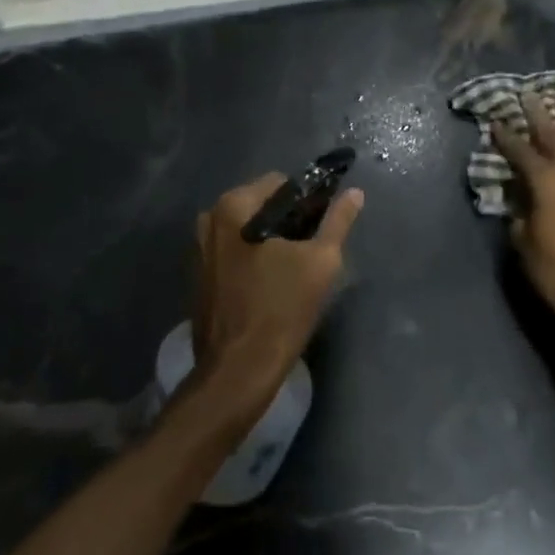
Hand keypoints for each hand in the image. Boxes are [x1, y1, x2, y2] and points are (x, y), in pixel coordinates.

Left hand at [191, 174, 363, 423]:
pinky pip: (233, 252)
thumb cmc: (280, 310)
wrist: (238, 371)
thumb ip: (338, 221)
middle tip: (310, 250)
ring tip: (294, 269)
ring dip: (270, 242)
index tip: (321, 225)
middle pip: (260, 206)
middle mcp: (209, 219)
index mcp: (232, 207)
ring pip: (246, 230)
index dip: (306, 200)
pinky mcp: (199, 275)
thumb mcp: (320, 262)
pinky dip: (252, 258)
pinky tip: (270, 284)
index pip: (279, 183)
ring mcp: (199, 248)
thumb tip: (354, 193)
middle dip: (287, 222)